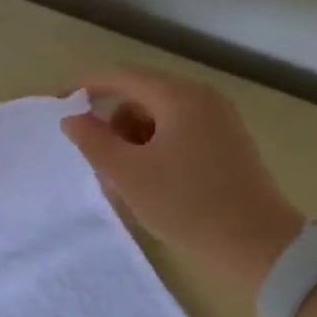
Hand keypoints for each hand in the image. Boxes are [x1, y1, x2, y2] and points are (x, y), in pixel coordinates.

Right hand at [60, 65, 304, 290]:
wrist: (255, 241)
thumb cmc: (186, 204)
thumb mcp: (128, 175)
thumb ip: (94, 142)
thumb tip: (72, 119)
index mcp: (179, 96)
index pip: (122, 76)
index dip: (86, 86)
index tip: (61, 105)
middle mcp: (202, 98)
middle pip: (142, 96)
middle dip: (114, 125)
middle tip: (101, 165)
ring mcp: (220, 120)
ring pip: (160, 118)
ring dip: (134, 142)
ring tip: (127, 183)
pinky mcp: (228, 143)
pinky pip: (180, 133)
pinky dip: (157, 150)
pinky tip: (153, 185)